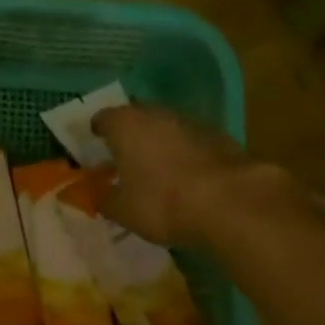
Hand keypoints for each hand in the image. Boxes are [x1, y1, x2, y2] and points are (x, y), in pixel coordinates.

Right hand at [92, 104, 304, 246]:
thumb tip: (97, 196)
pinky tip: (188, 177)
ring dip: (159, 143)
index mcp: (124, 124)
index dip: (97, 132)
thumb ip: (104, 199)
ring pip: (166, 127)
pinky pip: (191, 141)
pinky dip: (185, 154)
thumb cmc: (162, 202)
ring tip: (157, 169)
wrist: (229, 202)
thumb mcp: (123, 210)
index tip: (95, 145)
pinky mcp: (218, 136)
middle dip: (129, 135)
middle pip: (135, 118)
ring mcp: (189, 121)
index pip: (102, 118)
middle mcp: (155, 114)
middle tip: (125, 157)